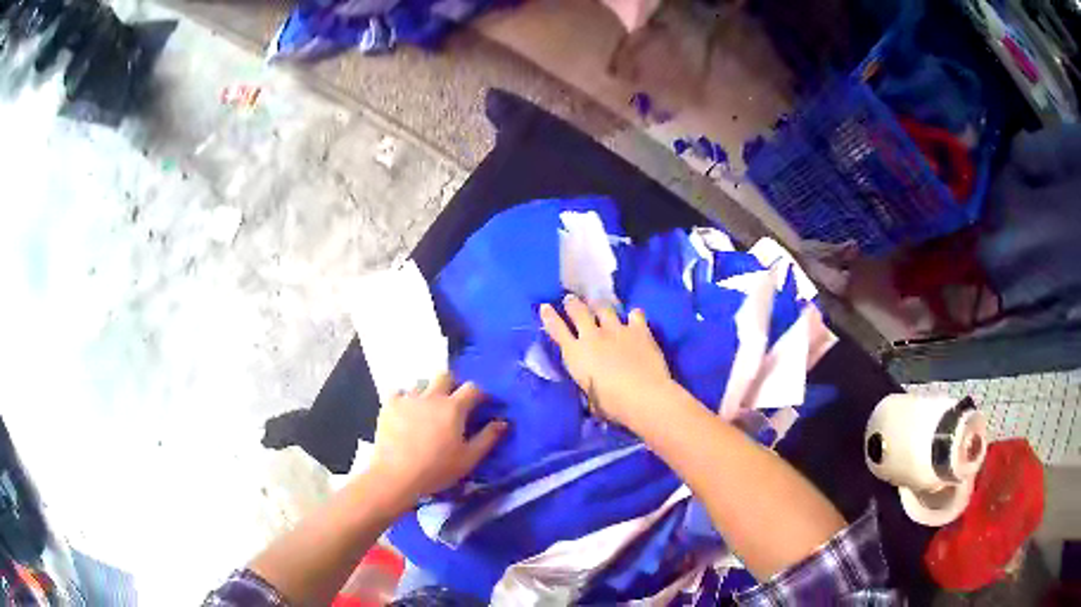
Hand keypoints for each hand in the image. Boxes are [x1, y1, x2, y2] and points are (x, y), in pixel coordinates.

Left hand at [368, 372, 506, 510]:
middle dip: (452, 384)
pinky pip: (399, 392)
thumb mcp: (469, 459)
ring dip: (428, 391)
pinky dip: (405, 398)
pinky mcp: (389, 405)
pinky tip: (406, 412)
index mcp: (454, 408)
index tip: (482, 405)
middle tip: (453, 403)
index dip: (479, 394)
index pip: (472, 388)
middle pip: (445, 375)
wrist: (396, 475)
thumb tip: (503, 421)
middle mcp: (431, 396)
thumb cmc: (436, 469)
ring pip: (421, 383)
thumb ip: (488, 438)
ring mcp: (408, 398)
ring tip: (427, 409)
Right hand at [540, 294, 674, 430]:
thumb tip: (591, 383)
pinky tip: (634, 317)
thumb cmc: (612, 405)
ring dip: (599, 305)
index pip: (557, 330)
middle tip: (571, 299)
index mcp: (576, 355)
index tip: (545, 307)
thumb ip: (589, 384)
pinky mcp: (639, 330)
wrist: (644, 396)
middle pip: (579, 311)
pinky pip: (635, 314)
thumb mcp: (591, 398)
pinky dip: (633, 315)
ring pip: (603, 308)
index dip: (549, 317)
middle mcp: (593, 336)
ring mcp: (616, 330)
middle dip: (573, 304)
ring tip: (599, 304)